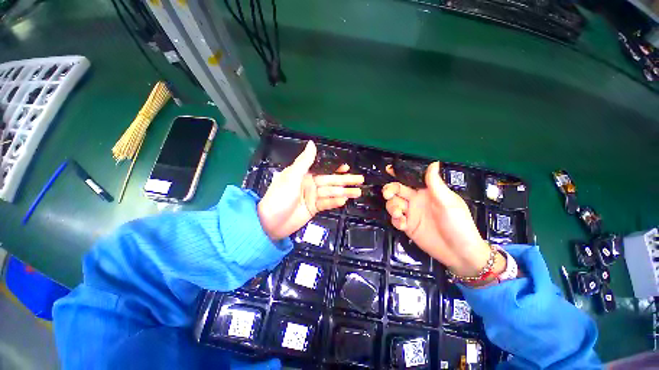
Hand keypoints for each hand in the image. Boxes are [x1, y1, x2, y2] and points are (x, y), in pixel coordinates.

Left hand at [258, 141, 363, 239]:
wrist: (271, 223)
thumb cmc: (280, 197)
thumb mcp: (292, 177)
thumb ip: (304, 161)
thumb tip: (312, 143)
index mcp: (303, 175)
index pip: (323, 169)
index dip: (335, 168)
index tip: (347, 167)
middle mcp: (309, 184)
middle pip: (331, 181)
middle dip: (345, 181)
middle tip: (360, 180)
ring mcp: (312, 197)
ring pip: (331, 193)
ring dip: (344, 192)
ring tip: (358, 192)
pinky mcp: (314, 209)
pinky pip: (326, 204)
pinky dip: (335, 202)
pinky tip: (344, 201)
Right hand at [382, 162, 495, 277]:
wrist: (459, 252)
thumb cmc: (458, 224)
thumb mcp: (448, 202)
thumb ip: (436, 184)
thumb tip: (433, 163)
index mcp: (426, 192)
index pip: (410, 179)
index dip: (398, 173)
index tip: (388, 169)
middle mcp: (416, 201)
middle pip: (396, 191)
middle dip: (389, 190)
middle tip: (388, 195)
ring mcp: (411, 214)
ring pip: (393, 204)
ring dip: (392, 207)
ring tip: (399, 214)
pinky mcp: (407, 226)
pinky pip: (395, 220)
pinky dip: (396, 221)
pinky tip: (403, 225)